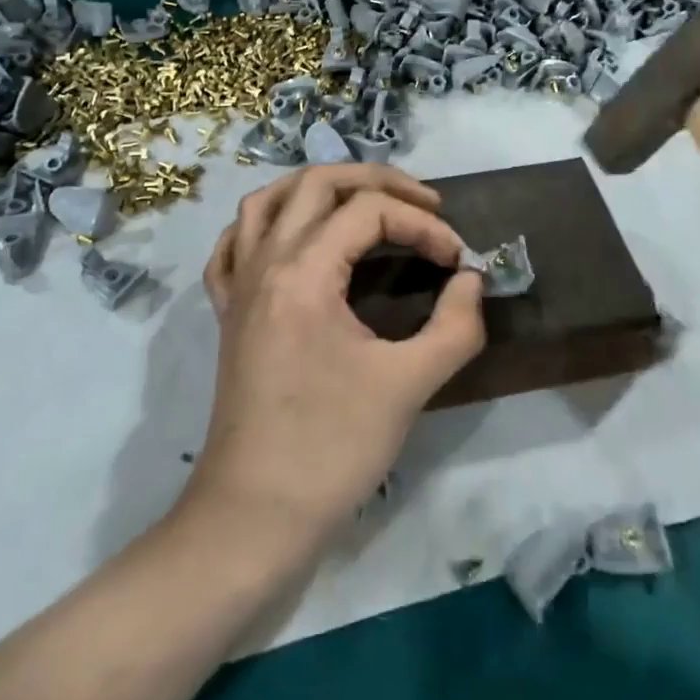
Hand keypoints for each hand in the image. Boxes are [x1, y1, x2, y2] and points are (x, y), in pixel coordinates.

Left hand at [190, 164, 485, 549]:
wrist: (254, 518)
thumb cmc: (332, 450)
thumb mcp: (408, 386)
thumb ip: (455, 325)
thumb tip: (472, 281)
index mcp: (303, 274)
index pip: (371, 213)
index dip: (424, 226)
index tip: (458, 261)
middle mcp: (264, 264)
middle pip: (317, 183)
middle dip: (378, 181)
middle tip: (424, 203)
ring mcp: (238, 288)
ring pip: (267, 202)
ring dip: (318, 188)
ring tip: (362, 202)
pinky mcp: (228, 315)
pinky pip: (234, 246)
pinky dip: (265, 225)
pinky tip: (290, 237)